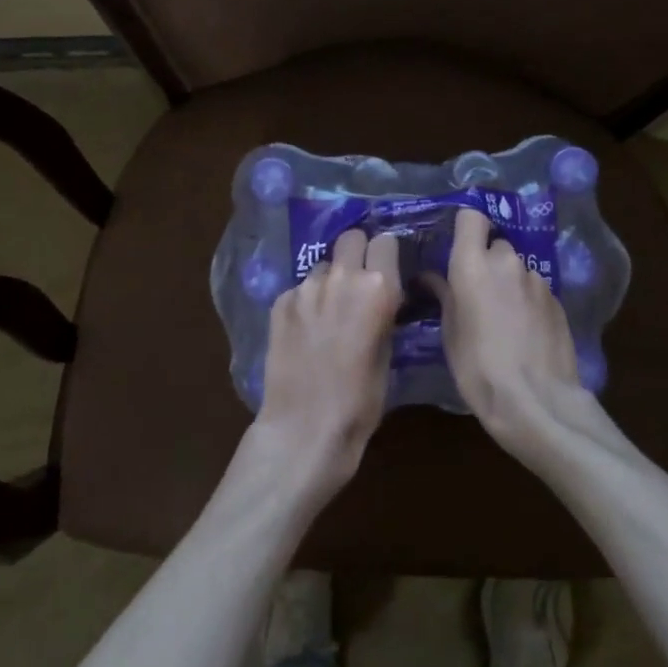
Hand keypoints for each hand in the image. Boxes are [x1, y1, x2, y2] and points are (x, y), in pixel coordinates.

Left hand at [253, 229, 403, 496]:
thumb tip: (381, 299)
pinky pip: (300, 289)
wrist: (305, 427)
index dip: (386, 256)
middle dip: (357, 253)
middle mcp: (342, 277)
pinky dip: (306, 302)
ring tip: (329, 312)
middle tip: (358, 281)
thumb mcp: (388, 354)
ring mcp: (306, 287)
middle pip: (351, 238)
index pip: (385, 242)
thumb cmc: (360, 401)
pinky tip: (306, 331)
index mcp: (378, 288)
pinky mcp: (280, 302)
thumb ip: (384, 315)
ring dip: (330, 280)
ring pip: (323, 265)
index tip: (386, 271)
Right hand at [428, 208, 591, 467]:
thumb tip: (431, 277)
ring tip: (503, 317)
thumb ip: (444, 296)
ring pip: (517, 268)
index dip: (465, 229)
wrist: (536, 400)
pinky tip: (525, 331)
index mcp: (472, 265)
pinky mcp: (557, 299)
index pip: (471, 217)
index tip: (458, 248)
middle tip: (477, 292)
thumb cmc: (478, 368)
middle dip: (487, 262)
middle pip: (495, 245)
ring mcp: (536, 279)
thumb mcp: (450, 333)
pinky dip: (527, 300)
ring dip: (508, 282)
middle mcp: (507, 262)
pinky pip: (535, 288)